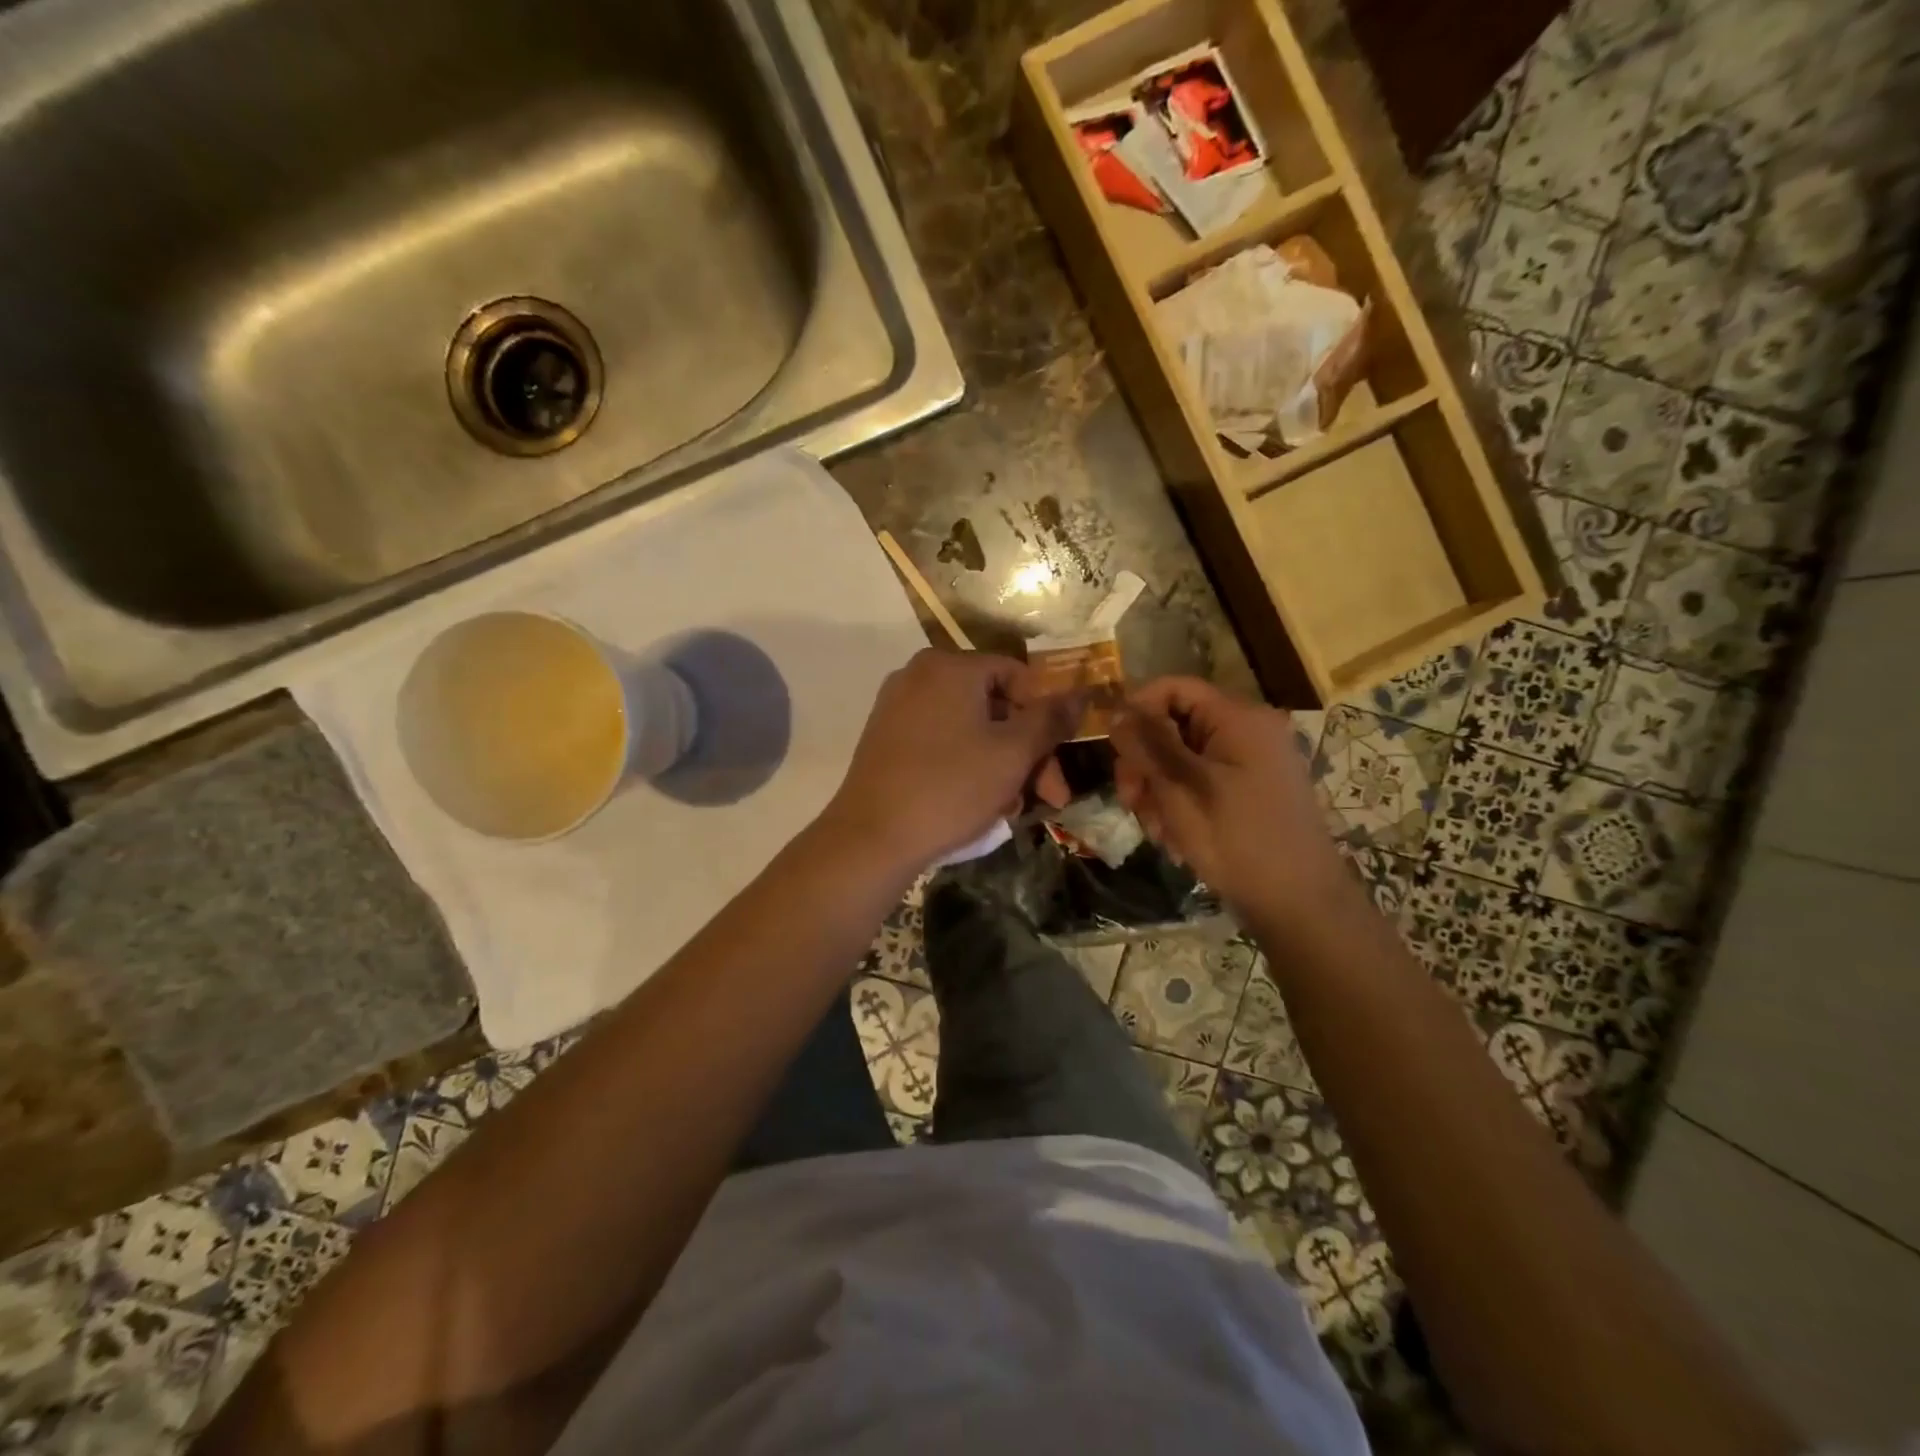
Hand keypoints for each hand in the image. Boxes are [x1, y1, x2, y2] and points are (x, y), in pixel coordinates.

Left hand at [819, 649, 1075, 876]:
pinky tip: (979, 804)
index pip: (1018, 675)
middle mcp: (919, 675)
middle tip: (1049, 796)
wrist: (871, 838)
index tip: (1061, 758)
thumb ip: (1050, 719)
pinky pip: (940, 741)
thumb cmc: (950, 787)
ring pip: (969, 728)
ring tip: (1012, 809)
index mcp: (950, 666)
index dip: (1046, 715)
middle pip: (993, 704)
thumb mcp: (1013, 754)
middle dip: (1027, 751)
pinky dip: (966, 765)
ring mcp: (897, 706)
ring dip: (1001, 764)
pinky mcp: (884, 738)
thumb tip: (1081, 693)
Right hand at [1110, 676, 1349, 927]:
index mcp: (1237, 717)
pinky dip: (1180, 803)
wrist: (1299, 903)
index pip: (1173, 688)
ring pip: (1182, 757)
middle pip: (1174, 724)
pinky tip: (1175, 837)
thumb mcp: (1181, 788)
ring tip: (1157, 830)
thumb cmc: (1237, 839)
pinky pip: (1201, 780)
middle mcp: (1248, 730)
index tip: (1114, 751)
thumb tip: (1117, 712)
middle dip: (1145, 762)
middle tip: (1130, 801)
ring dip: (1158, 789)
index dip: (1137, 711)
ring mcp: (1252, 761)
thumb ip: (1147, 744)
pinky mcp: (1250, 789)